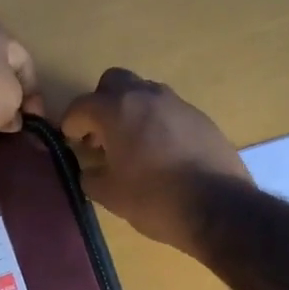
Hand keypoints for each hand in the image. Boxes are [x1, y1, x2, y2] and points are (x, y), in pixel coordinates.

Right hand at [60, 69, 251, 251]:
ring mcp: (178, 104)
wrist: (218, 207)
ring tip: (132, 145)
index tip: (71, 141)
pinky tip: (162, 153)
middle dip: (102, 104)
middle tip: (101, 135)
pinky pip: (169, 111)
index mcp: (117, 110)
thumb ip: (91, 177)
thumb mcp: (111, 195)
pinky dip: (157, 124)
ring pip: (145, 93)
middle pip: (114, 82)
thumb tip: (89, 170)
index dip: (71, 123)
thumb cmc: (155, 199)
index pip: (82, 105)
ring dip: (132, 111)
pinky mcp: (201, 118)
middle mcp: (147, 96)